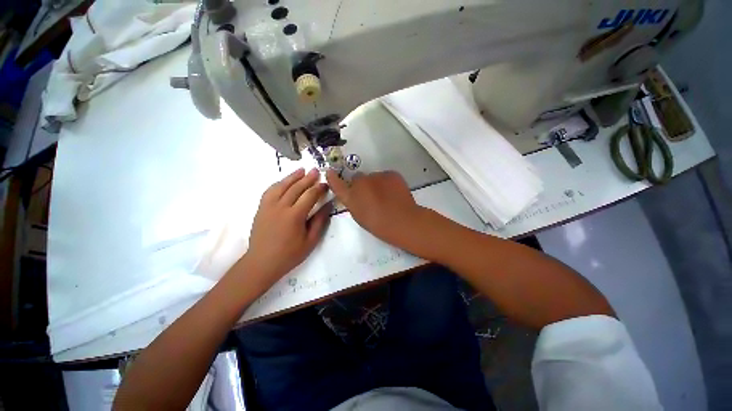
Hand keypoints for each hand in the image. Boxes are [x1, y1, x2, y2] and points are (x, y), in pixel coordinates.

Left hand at [242, 168, 330, 287]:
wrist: (261, 262)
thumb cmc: (289, 254)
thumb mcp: (310, 241)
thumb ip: (319, 221)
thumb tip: (327, 205)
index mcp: (294, 216)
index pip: (309, 196)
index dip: (319, 188)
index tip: (325, 184)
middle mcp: (280, 207)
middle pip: (296, 188)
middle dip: (308, 178)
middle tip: (316, 171)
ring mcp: (268, 206)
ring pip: (281, 186)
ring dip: (292, 177)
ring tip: (302, 170)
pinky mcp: (261, 208)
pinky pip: (270, 191)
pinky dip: (278, 183)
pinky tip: (284, 181)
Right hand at [326, 170, 425, 249]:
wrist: (402, 221)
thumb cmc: (379, 224)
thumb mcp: (360, 216)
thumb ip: (354, 203)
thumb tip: (356, 195)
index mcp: (351, 196)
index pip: (337, 184)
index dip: (333, 178)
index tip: (329, 172)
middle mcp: (361, 182)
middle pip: (358, 178)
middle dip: (362, 185)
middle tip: (372, 196)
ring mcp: (377, 176)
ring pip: (374, 177)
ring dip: (377, 183)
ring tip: (387, 196)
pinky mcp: (391, 174)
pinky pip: (386, 176)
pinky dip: (388, 183)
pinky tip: (394, 193)